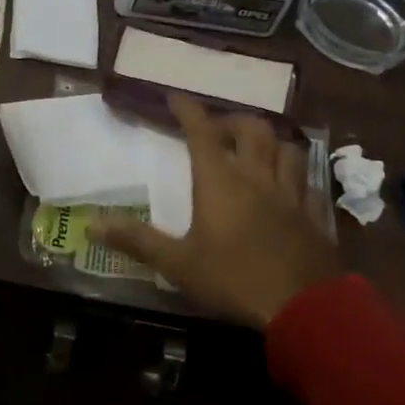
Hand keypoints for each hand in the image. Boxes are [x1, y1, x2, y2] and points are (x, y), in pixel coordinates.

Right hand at [92, 95, 341, 327]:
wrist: (306, 307)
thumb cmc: (235, 279)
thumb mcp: (178, 264)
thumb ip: (136, 241)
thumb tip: (91, 225)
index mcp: (220, 181)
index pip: (202, 131)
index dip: (188, 109)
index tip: (174, 96)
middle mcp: (257, 177)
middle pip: (251, 129)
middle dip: (232, 120)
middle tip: (217, 129)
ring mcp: (290, 194)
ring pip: (286, 148)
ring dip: (269, 141)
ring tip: (256, 150)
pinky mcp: (314, 214)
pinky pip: (306, 180)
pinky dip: (294, 172)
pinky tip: (288, 185)